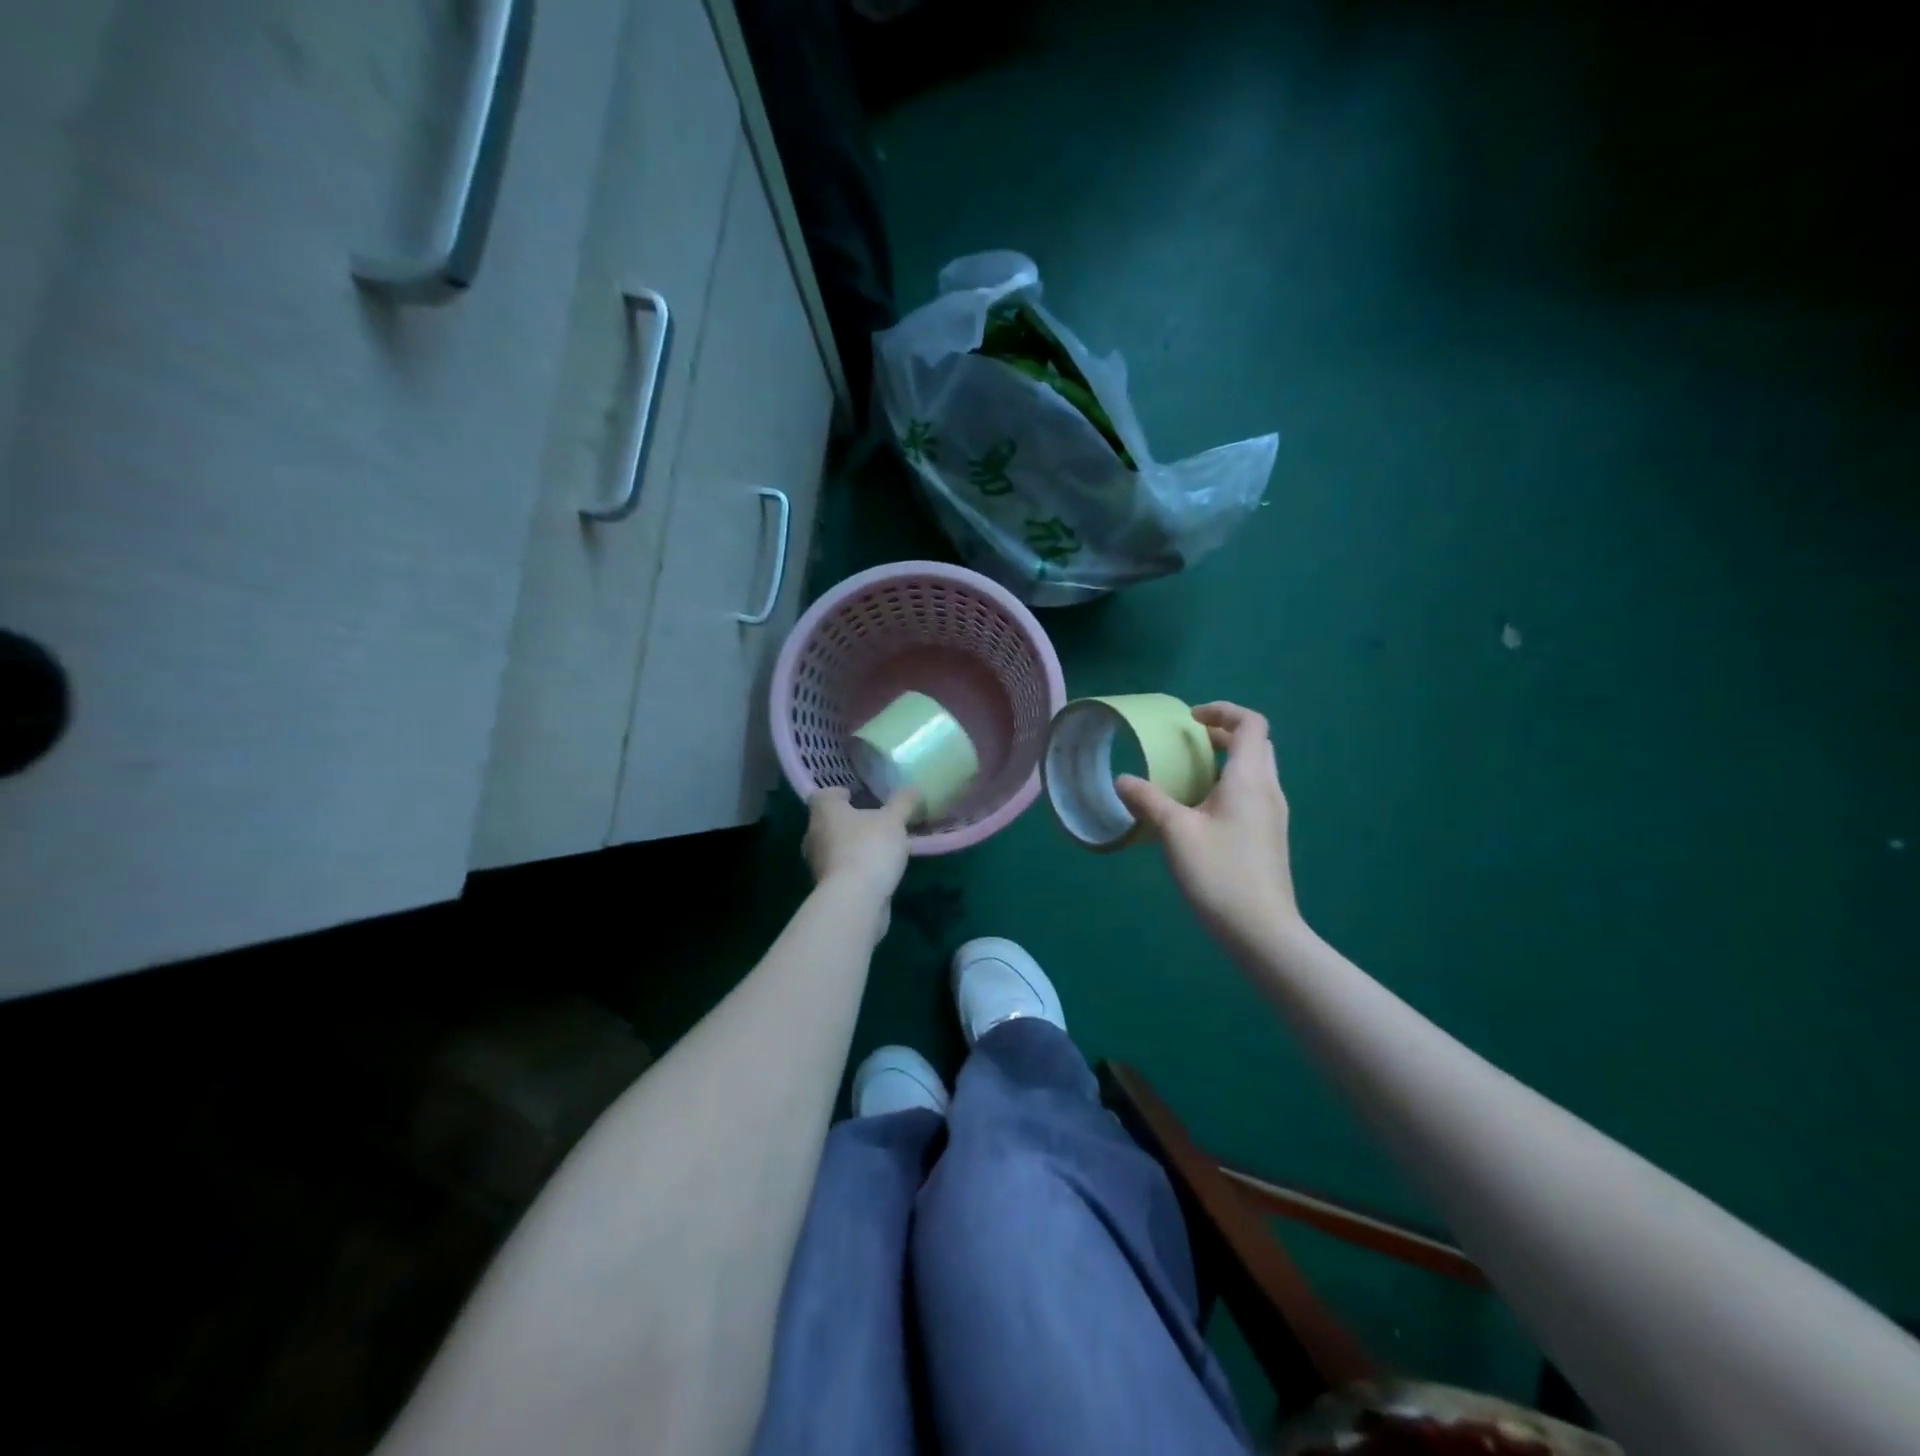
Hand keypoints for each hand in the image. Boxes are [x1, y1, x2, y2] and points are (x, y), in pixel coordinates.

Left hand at [803, 786, 916, 900]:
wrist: (854, 900)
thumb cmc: (869, 848)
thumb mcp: (894, 820)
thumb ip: (903, 802)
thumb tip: (913, 789)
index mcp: (824, 811)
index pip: (823, 795)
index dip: (839, 794)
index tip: (855, 796)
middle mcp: (814, 834)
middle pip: (828, 822)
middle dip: (848, 821)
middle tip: (873, 820)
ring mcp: (818, 863)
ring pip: (834, 847)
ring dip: (852, 845)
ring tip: (879, 846)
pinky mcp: (826, 887)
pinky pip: (841, 869)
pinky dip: (855, 867)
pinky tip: (876, 870)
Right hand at [1116, 702, 1301, 952]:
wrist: (1262, 931)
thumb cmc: (1219, 873)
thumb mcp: (1175, 832)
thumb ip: (1148, 800)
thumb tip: (1123, 780)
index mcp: (1250, 779)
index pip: (1250, 724)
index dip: (1222, 711)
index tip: (1190, 720)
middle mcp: (1269, 790)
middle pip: (1256, 744)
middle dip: (1223, 734)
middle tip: (1188, 743)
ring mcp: (1273, 816)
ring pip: (1256, 770)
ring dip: (1226, 761)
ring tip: (1189, 775)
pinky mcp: (1270, 837)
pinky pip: (1253, 794)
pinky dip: (1229, 786)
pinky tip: (1200, 812)